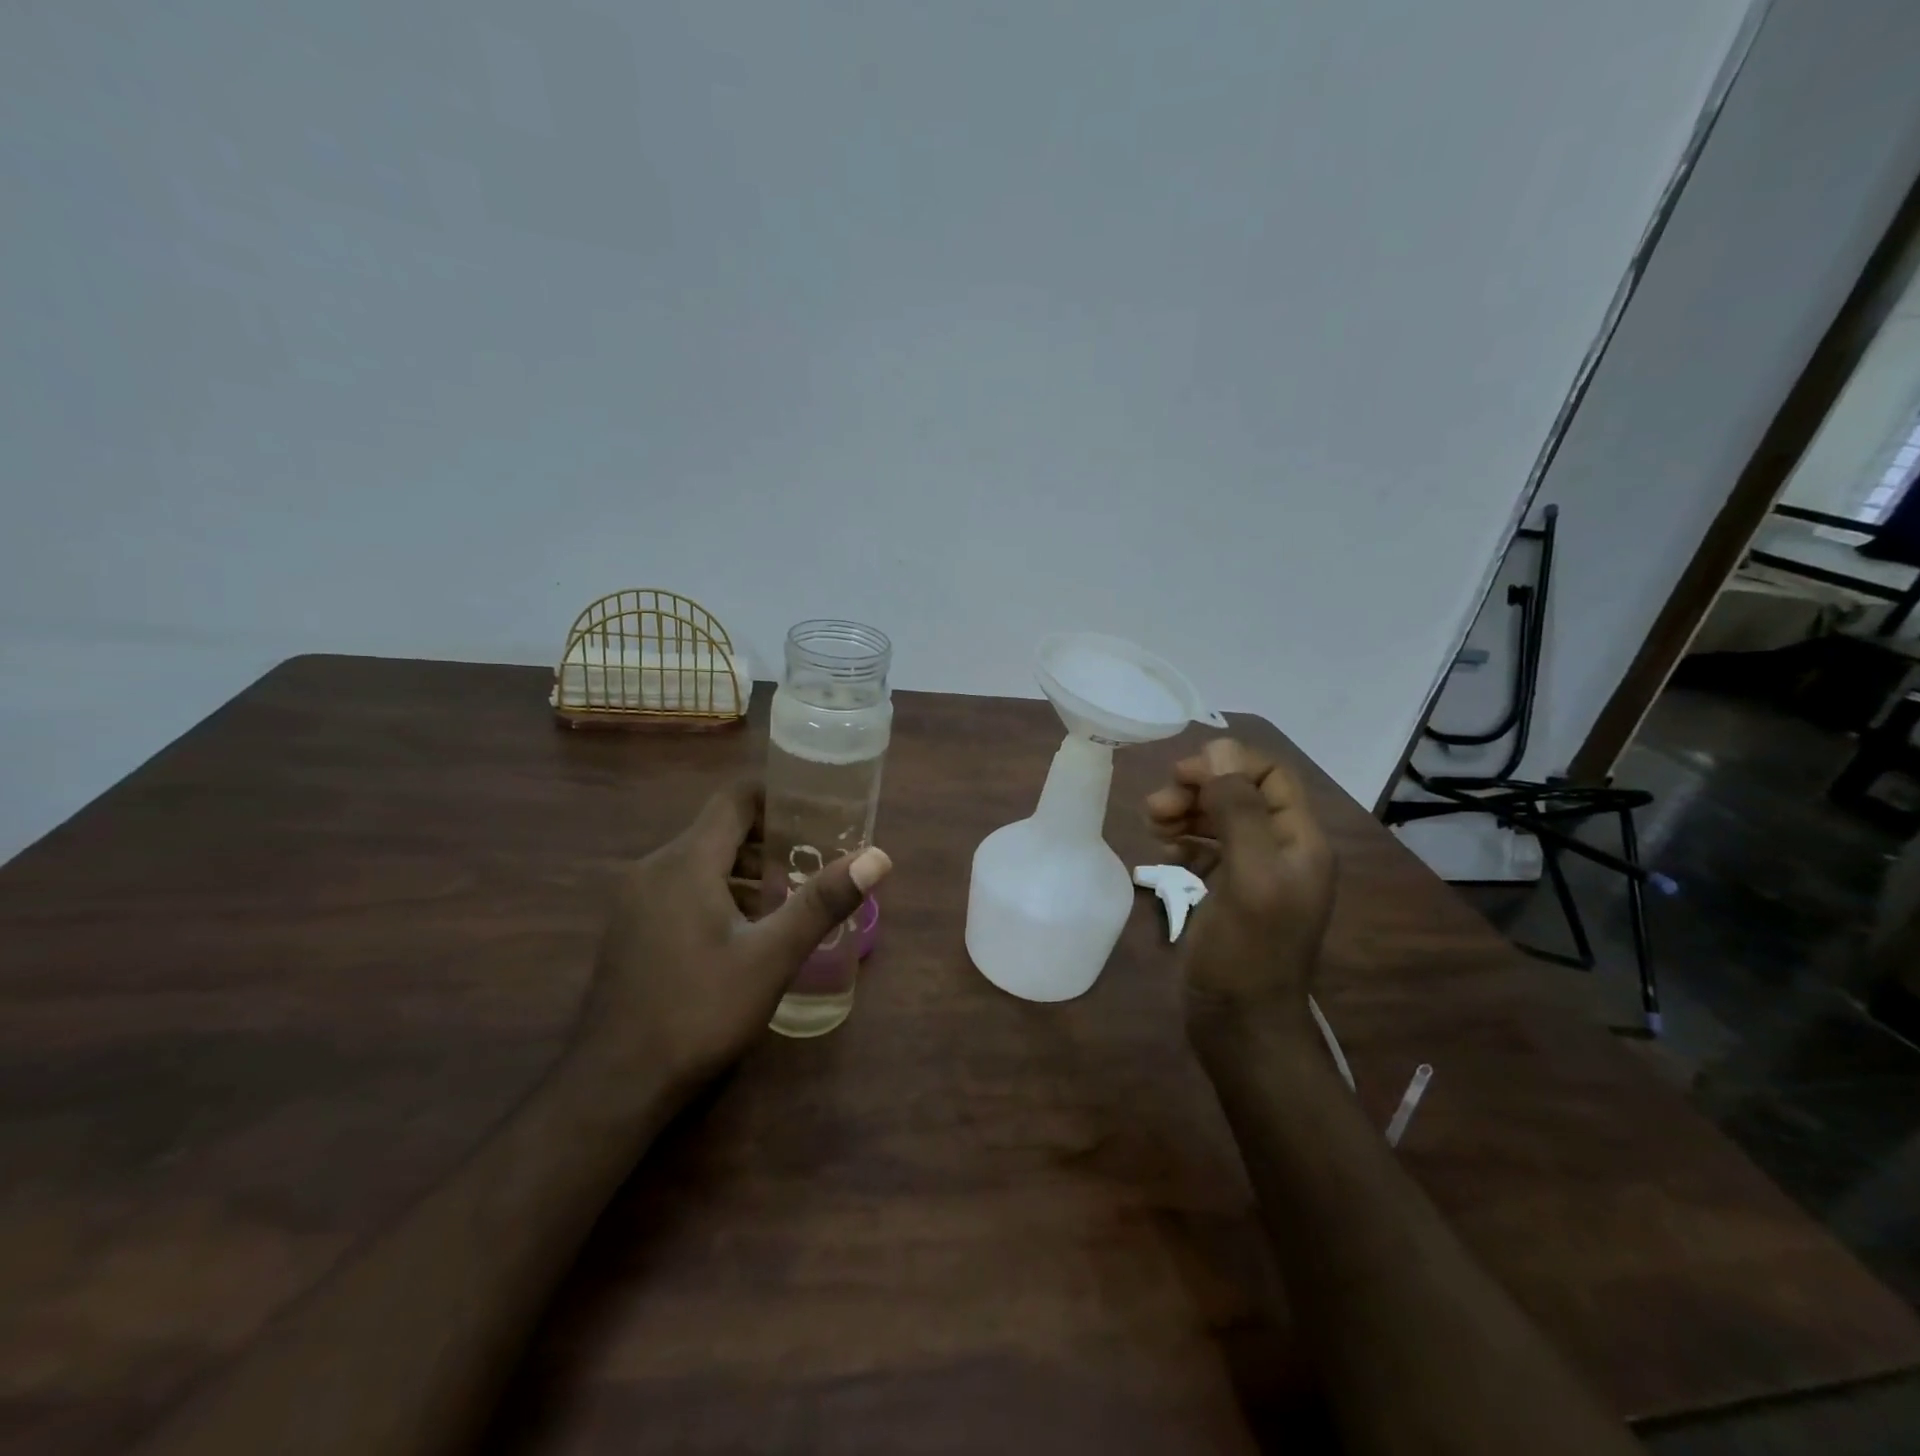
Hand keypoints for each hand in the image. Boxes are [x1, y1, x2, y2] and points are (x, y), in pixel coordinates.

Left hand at [575, 782, 891, 1094]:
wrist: (614, 1086)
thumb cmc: (699, 1011)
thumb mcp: (771, 957)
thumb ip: (822, 902)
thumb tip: (878, 857)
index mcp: (686, 861)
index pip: (735, 798)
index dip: (778, 795)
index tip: (818, 811)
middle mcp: (655, 868)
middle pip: (719, 829)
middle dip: (770, 838)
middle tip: (815, 858)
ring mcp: (636, 900)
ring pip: (700, 861)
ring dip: (746, 868)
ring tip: (790, 895)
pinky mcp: (631, 928)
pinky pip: (682, 888)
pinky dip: (719, 891)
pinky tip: (746, 930)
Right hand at [1145, 739, 1335, 1049]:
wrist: (1240, 1025)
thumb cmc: (1248, 952)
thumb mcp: (1249, 877)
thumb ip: (1238, 811)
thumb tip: (1220, 749)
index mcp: (1301, 840)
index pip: (1270, 774)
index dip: (1226, 765)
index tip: (1181, 777)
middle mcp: (1282, 850)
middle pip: (1240, 793)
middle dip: (1197, 790)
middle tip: (1155, 806)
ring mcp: (1254, 872)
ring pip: (1219, 818)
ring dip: (1185, 812)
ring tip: (1150, 824)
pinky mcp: (1228, 892)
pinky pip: (1206, 847)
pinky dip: (1183, 839)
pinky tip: (1163, 850)